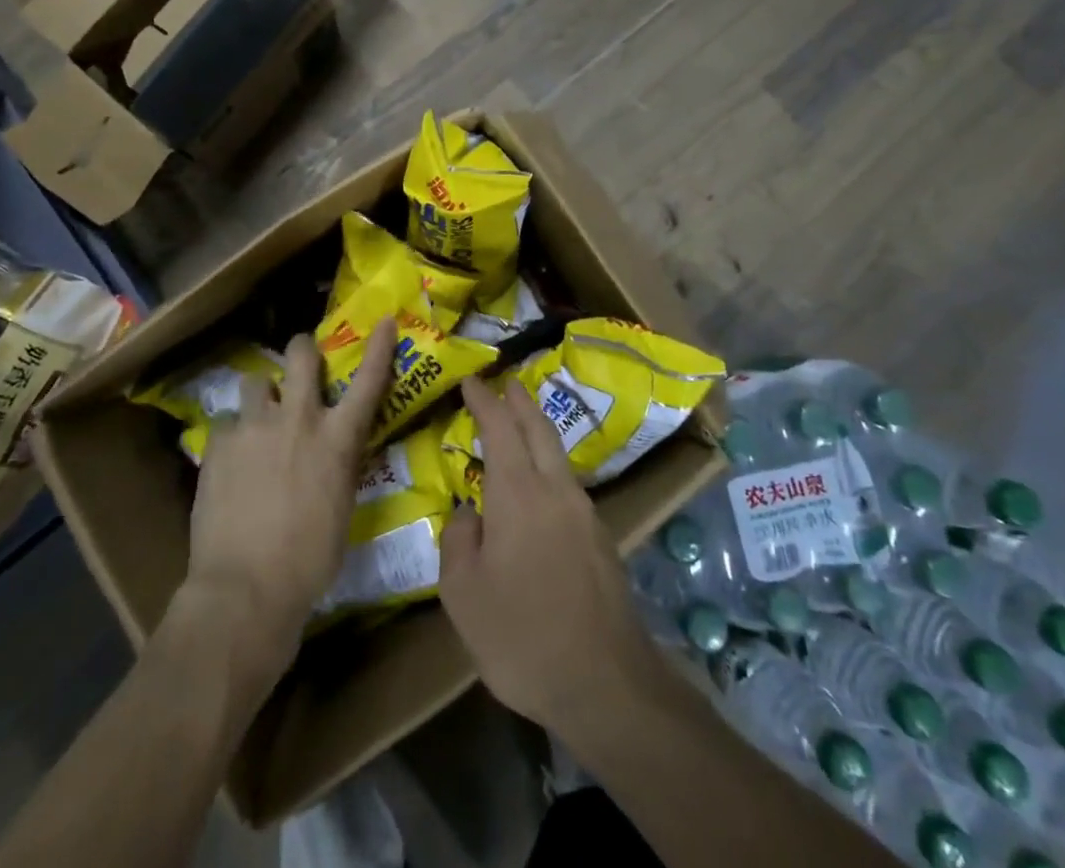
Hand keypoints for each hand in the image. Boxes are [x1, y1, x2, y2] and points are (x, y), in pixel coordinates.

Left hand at [183, 322, 396, 674]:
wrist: (244, 588)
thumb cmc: (309, 560)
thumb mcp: (341, 507)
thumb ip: (337, 467)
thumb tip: (331, 454)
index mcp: (336, 439)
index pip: (368, 381)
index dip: (380, 347)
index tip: (385, 321)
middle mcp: (297, 419)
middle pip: (300, 355)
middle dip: (302, 349)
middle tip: (301, 359)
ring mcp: (254, 426)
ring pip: (256, 381)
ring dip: (262, 395)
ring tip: (258, 418)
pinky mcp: (219, 443)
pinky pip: (227, 422)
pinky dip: (233, 435)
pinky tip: (230, 460)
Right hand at [439, 378, 663, 735]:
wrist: (606, 684)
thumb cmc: (522, 636)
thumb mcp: (463, 594)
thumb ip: (458, 541)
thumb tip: (468, 513)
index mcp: (519, 493)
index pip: (500, 428)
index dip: (484, 400)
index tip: (471, 380)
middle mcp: (556, 490)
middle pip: (539, 429)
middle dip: (520, 402)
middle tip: (506, 383)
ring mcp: (585, 514)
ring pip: (559, 455)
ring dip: (539, 431)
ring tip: (522, 425)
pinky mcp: (601, 540)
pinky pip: (568, 485)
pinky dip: (550, 466)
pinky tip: (541, 488)